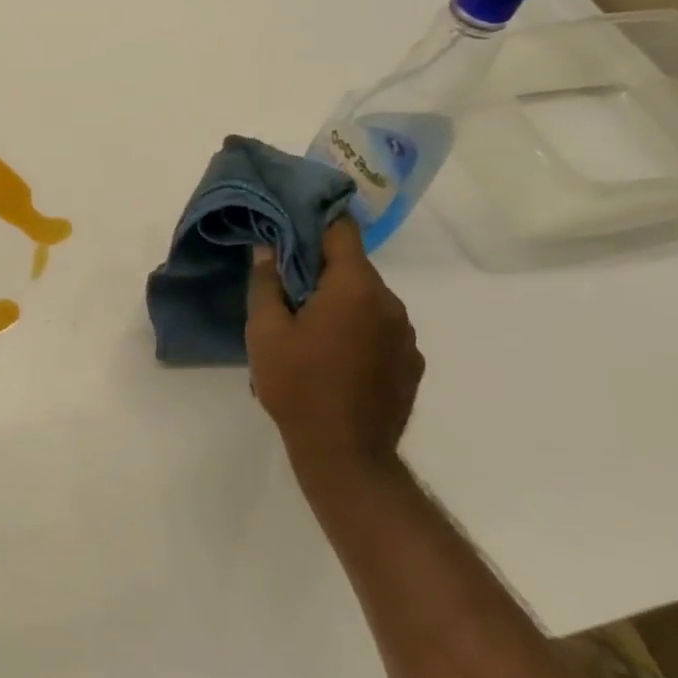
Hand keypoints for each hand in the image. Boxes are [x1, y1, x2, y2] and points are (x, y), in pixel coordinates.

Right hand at [246, 220, 422, 484]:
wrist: (346, 455)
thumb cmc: (298, 385)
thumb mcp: (265, 332)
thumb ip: (267, 282)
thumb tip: (268, 248)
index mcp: (355, 288)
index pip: (342, 231)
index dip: (316, 221)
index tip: (292, 225)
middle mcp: (390, 303)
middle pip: (353, 268)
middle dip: (322, 271)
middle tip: (288, 291)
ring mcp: (406, 335)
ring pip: (368, 301)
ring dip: (341, 304)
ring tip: (310, 332)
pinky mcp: (411, 364)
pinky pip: (382, 331)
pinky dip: (359, 332)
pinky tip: (336, 360)